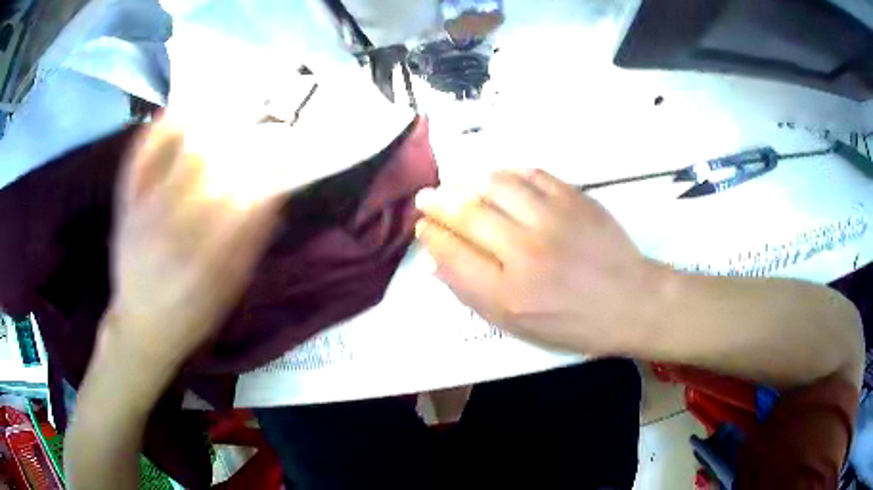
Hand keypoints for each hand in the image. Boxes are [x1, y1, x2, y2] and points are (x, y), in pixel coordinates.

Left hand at [100, 117, 283, 370]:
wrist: (142, 326)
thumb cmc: (192, 313)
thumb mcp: (229, 289)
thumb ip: (250, 243)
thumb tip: (274, 193)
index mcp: (204, 254)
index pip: (242, 195)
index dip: (266, 165)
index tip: (286, 145)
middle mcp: (172, 226)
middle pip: (210, 164)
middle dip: (240, 136)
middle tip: (260, 118)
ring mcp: (145, 210)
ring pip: (178, 154)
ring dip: (206, 124)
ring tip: (228, 103)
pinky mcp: (127, 205)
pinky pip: (138, 160)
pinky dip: (156, 131)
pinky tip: (174, 111)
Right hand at [414, 169, 668, 355]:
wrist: (630, 301)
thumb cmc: (574, 323)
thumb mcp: (518, 327)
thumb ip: (474, 295)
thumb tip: (436, 264)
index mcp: (508, 294)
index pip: (452, 254)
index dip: (431, 236)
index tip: (423, 227)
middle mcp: (525, 253)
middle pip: (467, 214)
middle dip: (438, 202)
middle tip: (426, 197)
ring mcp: (552, 220)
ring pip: (495, 185)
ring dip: (470, 183)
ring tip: (462, 186)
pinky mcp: (575, 199)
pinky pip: (531, 174)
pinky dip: (509, 174)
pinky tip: (502, 181)